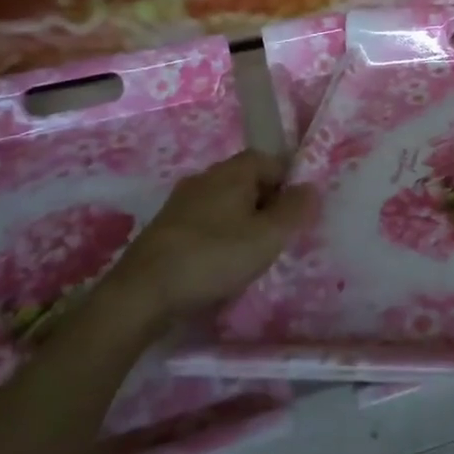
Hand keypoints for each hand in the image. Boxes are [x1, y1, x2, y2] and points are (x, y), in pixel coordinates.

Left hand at [113, 151, 312, 320]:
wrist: (142, 293)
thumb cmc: (213, 257)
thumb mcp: (267, 237)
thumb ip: (295, 210)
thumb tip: (311, 188)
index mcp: (233, 171)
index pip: (272, 161)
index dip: (289, 184)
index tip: (295, 216)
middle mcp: (206, 177)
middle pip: (248, 181)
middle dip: (267, 205)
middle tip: (277, 238)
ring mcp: (182, 201)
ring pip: (226, 203)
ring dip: (242, 223)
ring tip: (250, 254)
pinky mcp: (166, 227)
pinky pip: (205, 222)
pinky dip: (219, 236)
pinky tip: (219, 264)